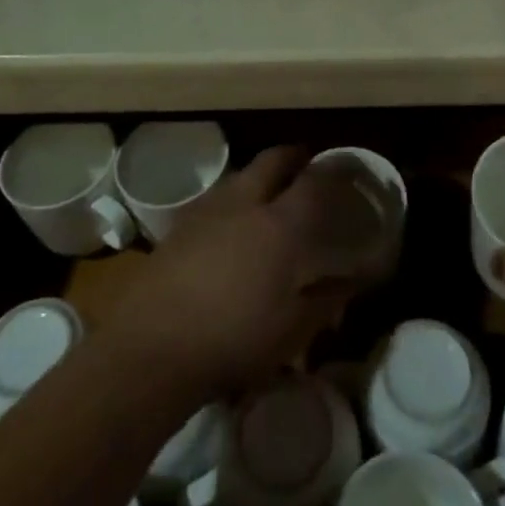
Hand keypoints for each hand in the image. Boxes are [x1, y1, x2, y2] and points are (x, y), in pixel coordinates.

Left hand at [109, 146, 364, 401]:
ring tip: (268, 193)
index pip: (315, 181)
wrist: (151, 349)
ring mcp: (206, 211)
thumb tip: (353, 281)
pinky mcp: (177, 228)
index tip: (347, 167)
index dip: (334, 170)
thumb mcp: (292, 329)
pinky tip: (229, 225)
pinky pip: (213, 198)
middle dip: (292, 156)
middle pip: (272, 161)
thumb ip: (326, 299)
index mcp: (279, 224)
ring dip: (258, 175)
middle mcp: (244, 204)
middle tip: (305, 163)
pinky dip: (230, 200)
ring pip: (239, 175)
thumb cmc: (233, 339)